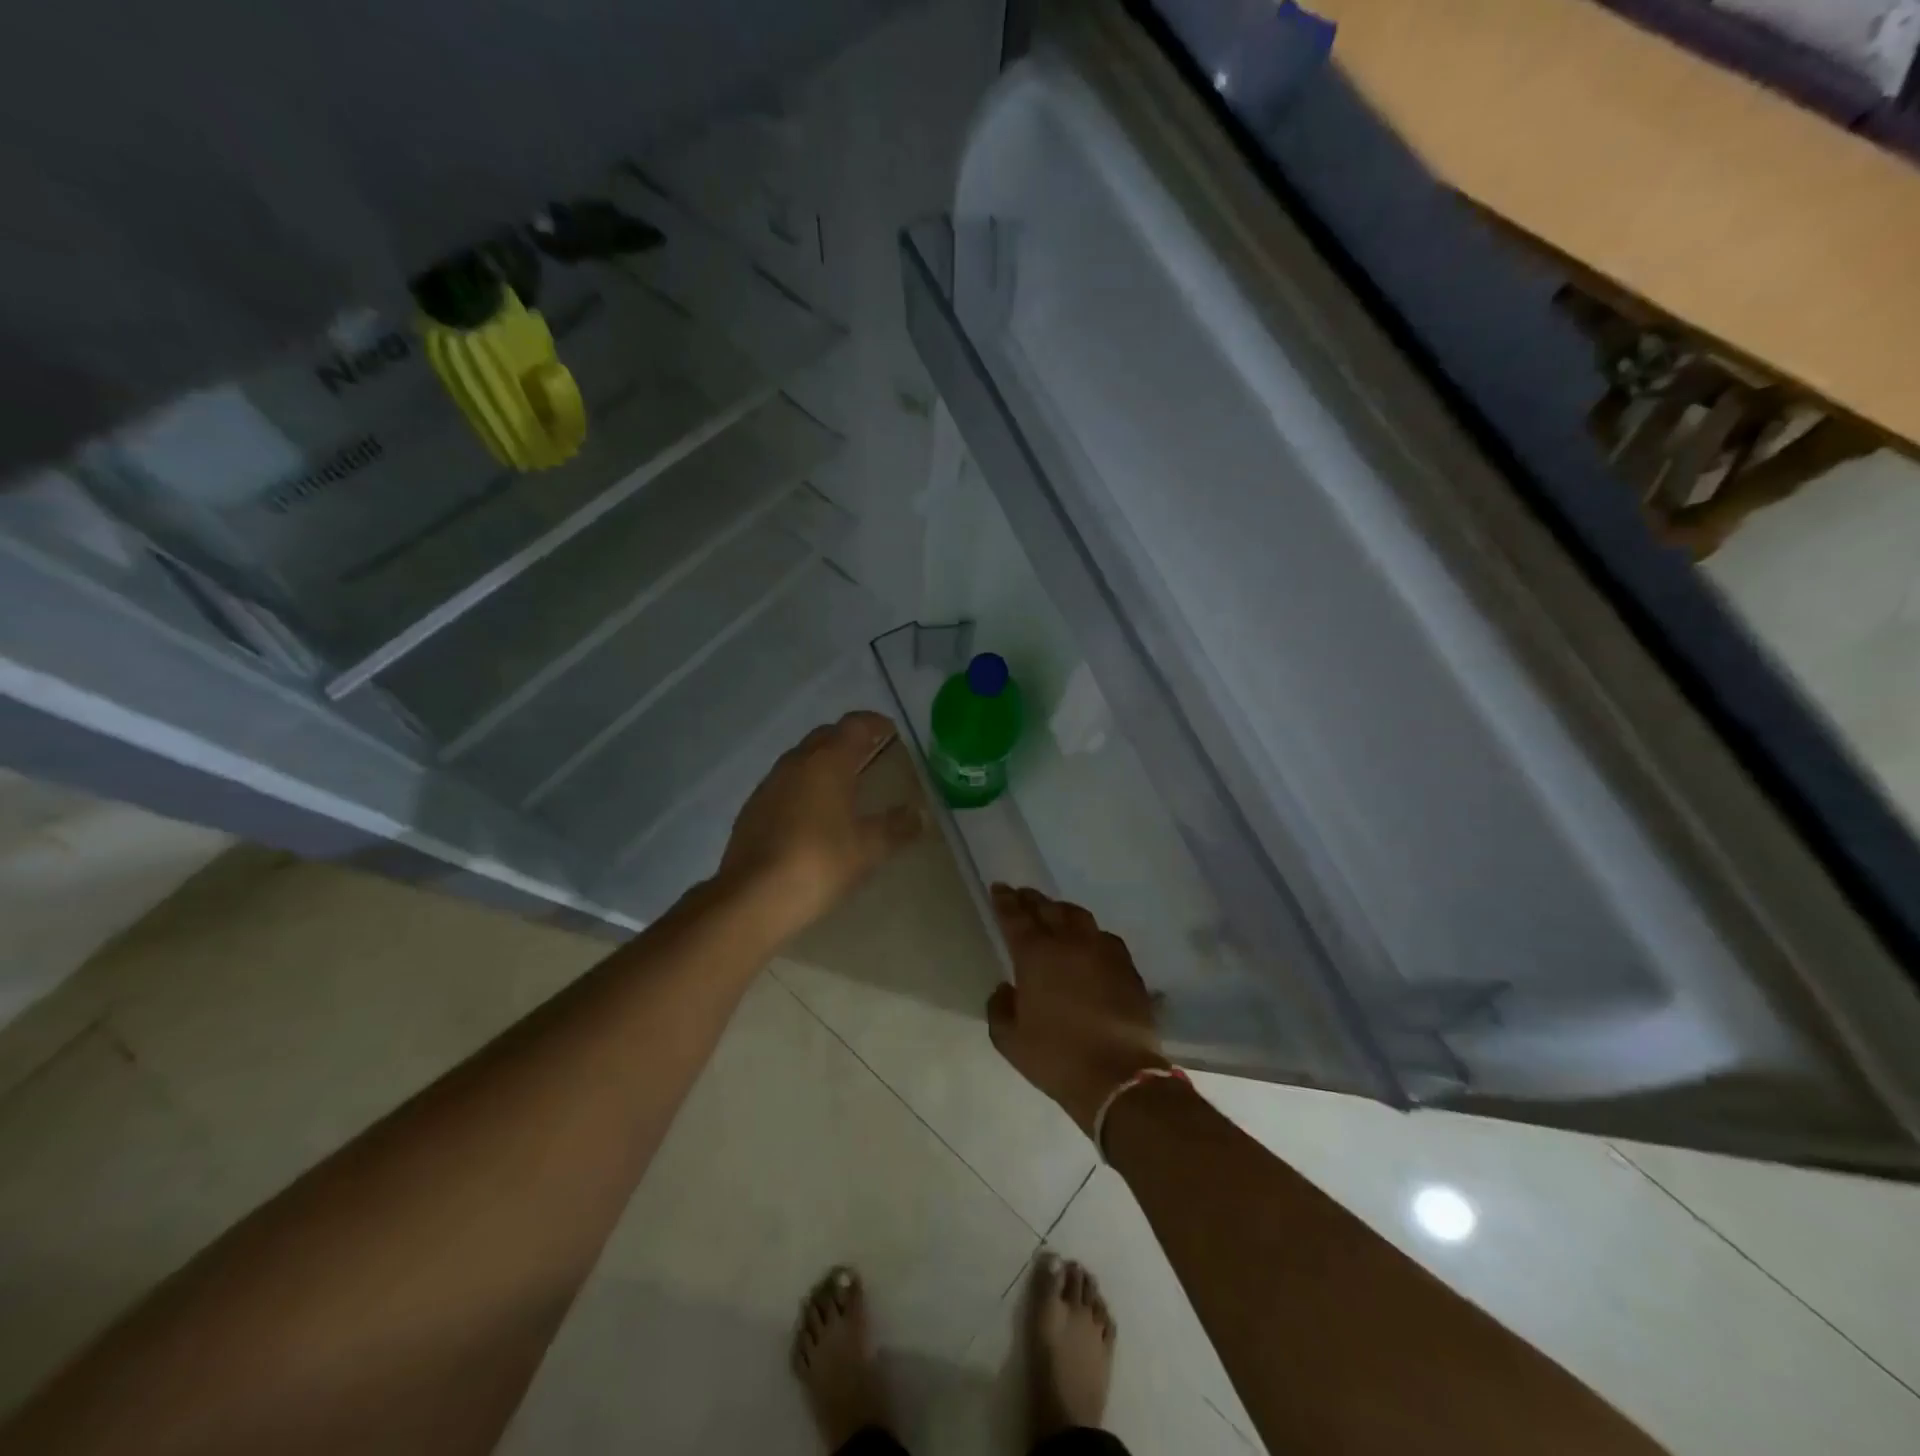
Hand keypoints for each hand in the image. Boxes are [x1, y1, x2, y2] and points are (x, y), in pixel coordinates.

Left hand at [719, 712, 923, 940]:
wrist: (753, 896)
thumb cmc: (819, 862)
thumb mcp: (868, 848)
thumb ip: (897, 827)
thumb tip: (919, 814)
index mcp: (828, 762)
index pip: (854, 725)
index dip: (874, 723)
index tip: (890, 731)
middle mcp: (796, 763)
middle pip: (825, 736)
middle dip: (848, 740)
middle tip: (870, 755)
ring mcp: (769, 785)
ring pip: (801, 759)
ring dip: (823, 763)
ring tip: (843, 785)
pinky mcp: (752, 809)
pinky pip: (784, 784)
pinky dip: (803, 787)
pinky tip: (812, 815)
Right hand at [986, 885, 1168, 1134]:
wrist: (1119, 1076)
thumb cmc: (1056, 1057)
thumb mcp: (1010, 1040)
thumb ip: (1000, 1008)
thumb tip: (1006, 989)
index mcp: (1035, 955)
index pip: (1015, 917)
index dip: (1005, 900)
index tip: (999, 887)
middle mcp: (1069, 942)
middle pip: (1048, 909)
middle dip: (1032, 899)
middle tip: (1022, 894)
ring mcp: (1102, 951)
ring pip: (1079, 917)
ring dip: (1062, 910)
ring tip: (1055, 912)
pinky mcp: (1127, 967)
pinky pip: (1105, 937)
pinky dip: (1091, 933)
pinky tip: (1090, 941)